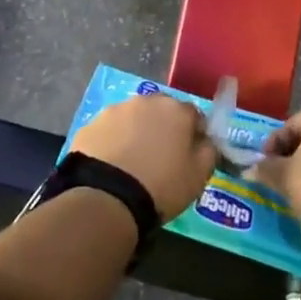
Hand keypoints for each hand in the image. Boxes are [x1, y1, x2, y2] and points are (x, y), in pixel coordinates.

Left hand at [71, 94, 217, 221]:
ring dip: (137, 133)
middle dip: (164, 129)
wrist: (107, 198)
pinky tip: (112, 166)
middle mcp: (146, 101)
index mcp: (176, 110)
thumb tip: (206, 141)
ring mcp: (116, 110)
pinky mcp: (92, 124)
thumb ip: (208, 152)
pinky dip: (113, 142)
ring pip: (133, 118)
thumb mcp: (198, 177)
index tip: (190, 155)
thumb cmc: (161, 186)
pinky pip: (110, 131)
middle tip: (161, 158)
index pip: (194, 115)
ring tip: (133, 163)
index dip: (194, 134)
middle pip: (162, 111)